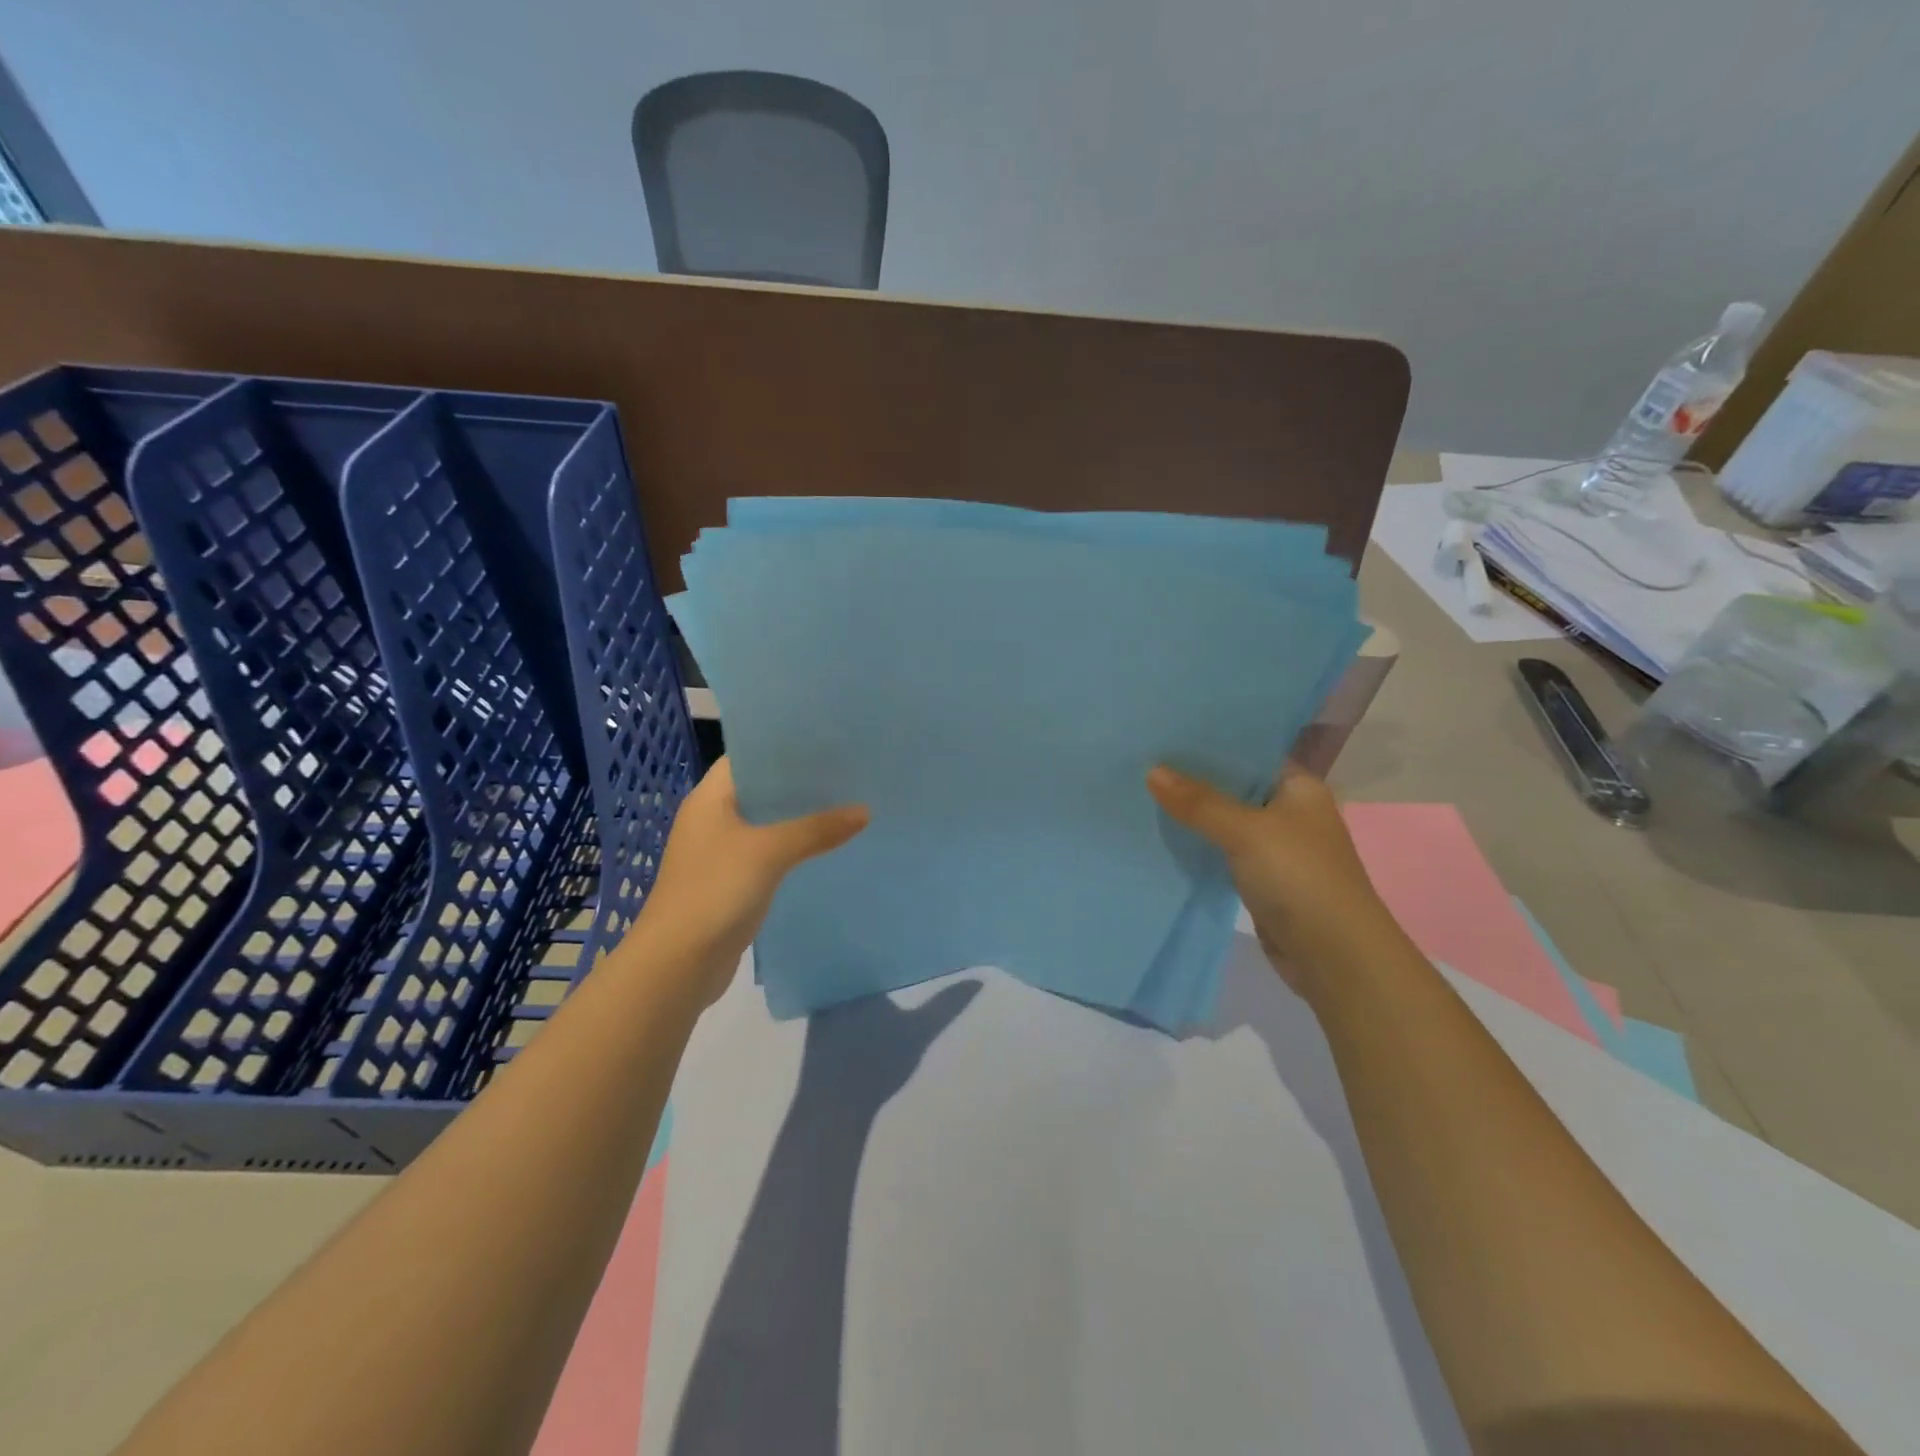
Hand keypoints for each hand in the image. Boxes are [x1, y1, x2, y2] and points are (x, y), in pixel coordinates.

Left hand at [641, 758, 867, 1001]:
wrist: (677, 964)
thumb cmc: (715, 891)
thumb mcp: (769, 852)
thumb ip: (816, 829)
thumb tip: (864, 811)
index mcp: (710, 798)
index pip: (748, 756)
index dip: (783, 746)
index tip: (826, 741)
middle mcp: (712, 819)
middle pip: (761, 790)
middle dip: (800, 783)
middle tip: (847, 772)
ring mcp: (720, 853)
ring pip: (767, 824)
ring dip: (799, 818)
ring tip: (846, 803)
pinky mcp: (732, 882)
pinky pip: (769, 854)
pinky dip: (794, 848)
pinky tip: (827, 848)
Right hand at [1147, 762, 1393, 998]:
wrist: (1334, 956)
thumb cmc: (1300, 878)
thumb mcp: (1246, 831)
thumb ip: (1199, 802)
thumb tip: (1152, 770)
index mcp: (1300, 787)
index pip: (1250, 753)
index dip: (1210, 744)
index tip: (1165, 734)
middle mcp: (1289, 812)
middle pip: (1234, 787)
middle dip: (1193, 779)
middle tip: (1142, 760)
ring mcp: (1276, 848)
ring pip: (1225, 822)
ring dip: (1192, 815)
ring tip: (1142, 792)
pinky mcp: (1261, 879)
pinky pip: (1222, 852)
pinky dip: (1198, 846)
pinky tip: (1162, 835)